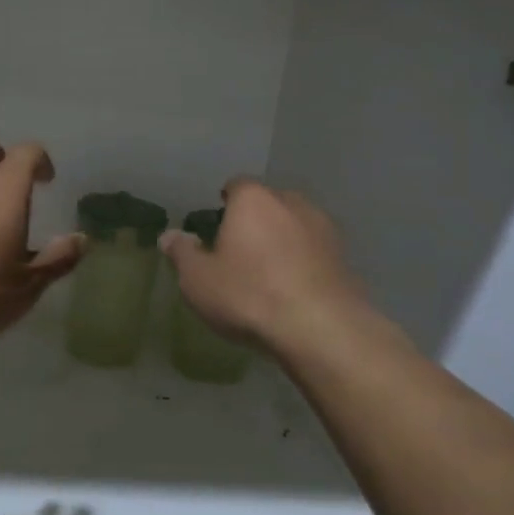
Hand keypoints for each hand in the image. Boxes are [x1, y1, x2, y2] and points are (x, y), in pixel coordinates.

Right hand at [160, 178, 366, 352]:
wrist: (321, 329)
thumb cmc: (249, 295)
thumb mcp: (198, 279)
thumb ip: (182, 253)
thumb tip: (169, 235)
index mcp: (253, 199)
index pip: (235, 186)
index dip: (224, 205)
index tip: (216, 230)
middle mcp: (291, 202)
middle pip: (267, 204)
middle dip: (255, 222)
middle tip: (239, 253)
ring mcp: (323, 227)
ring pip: (294, 225)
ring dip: (282, 241)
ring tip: (269, 274)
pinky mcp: (344, 256)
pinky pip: (314, 251)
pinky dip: (304, 262)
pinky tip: (294, 290)